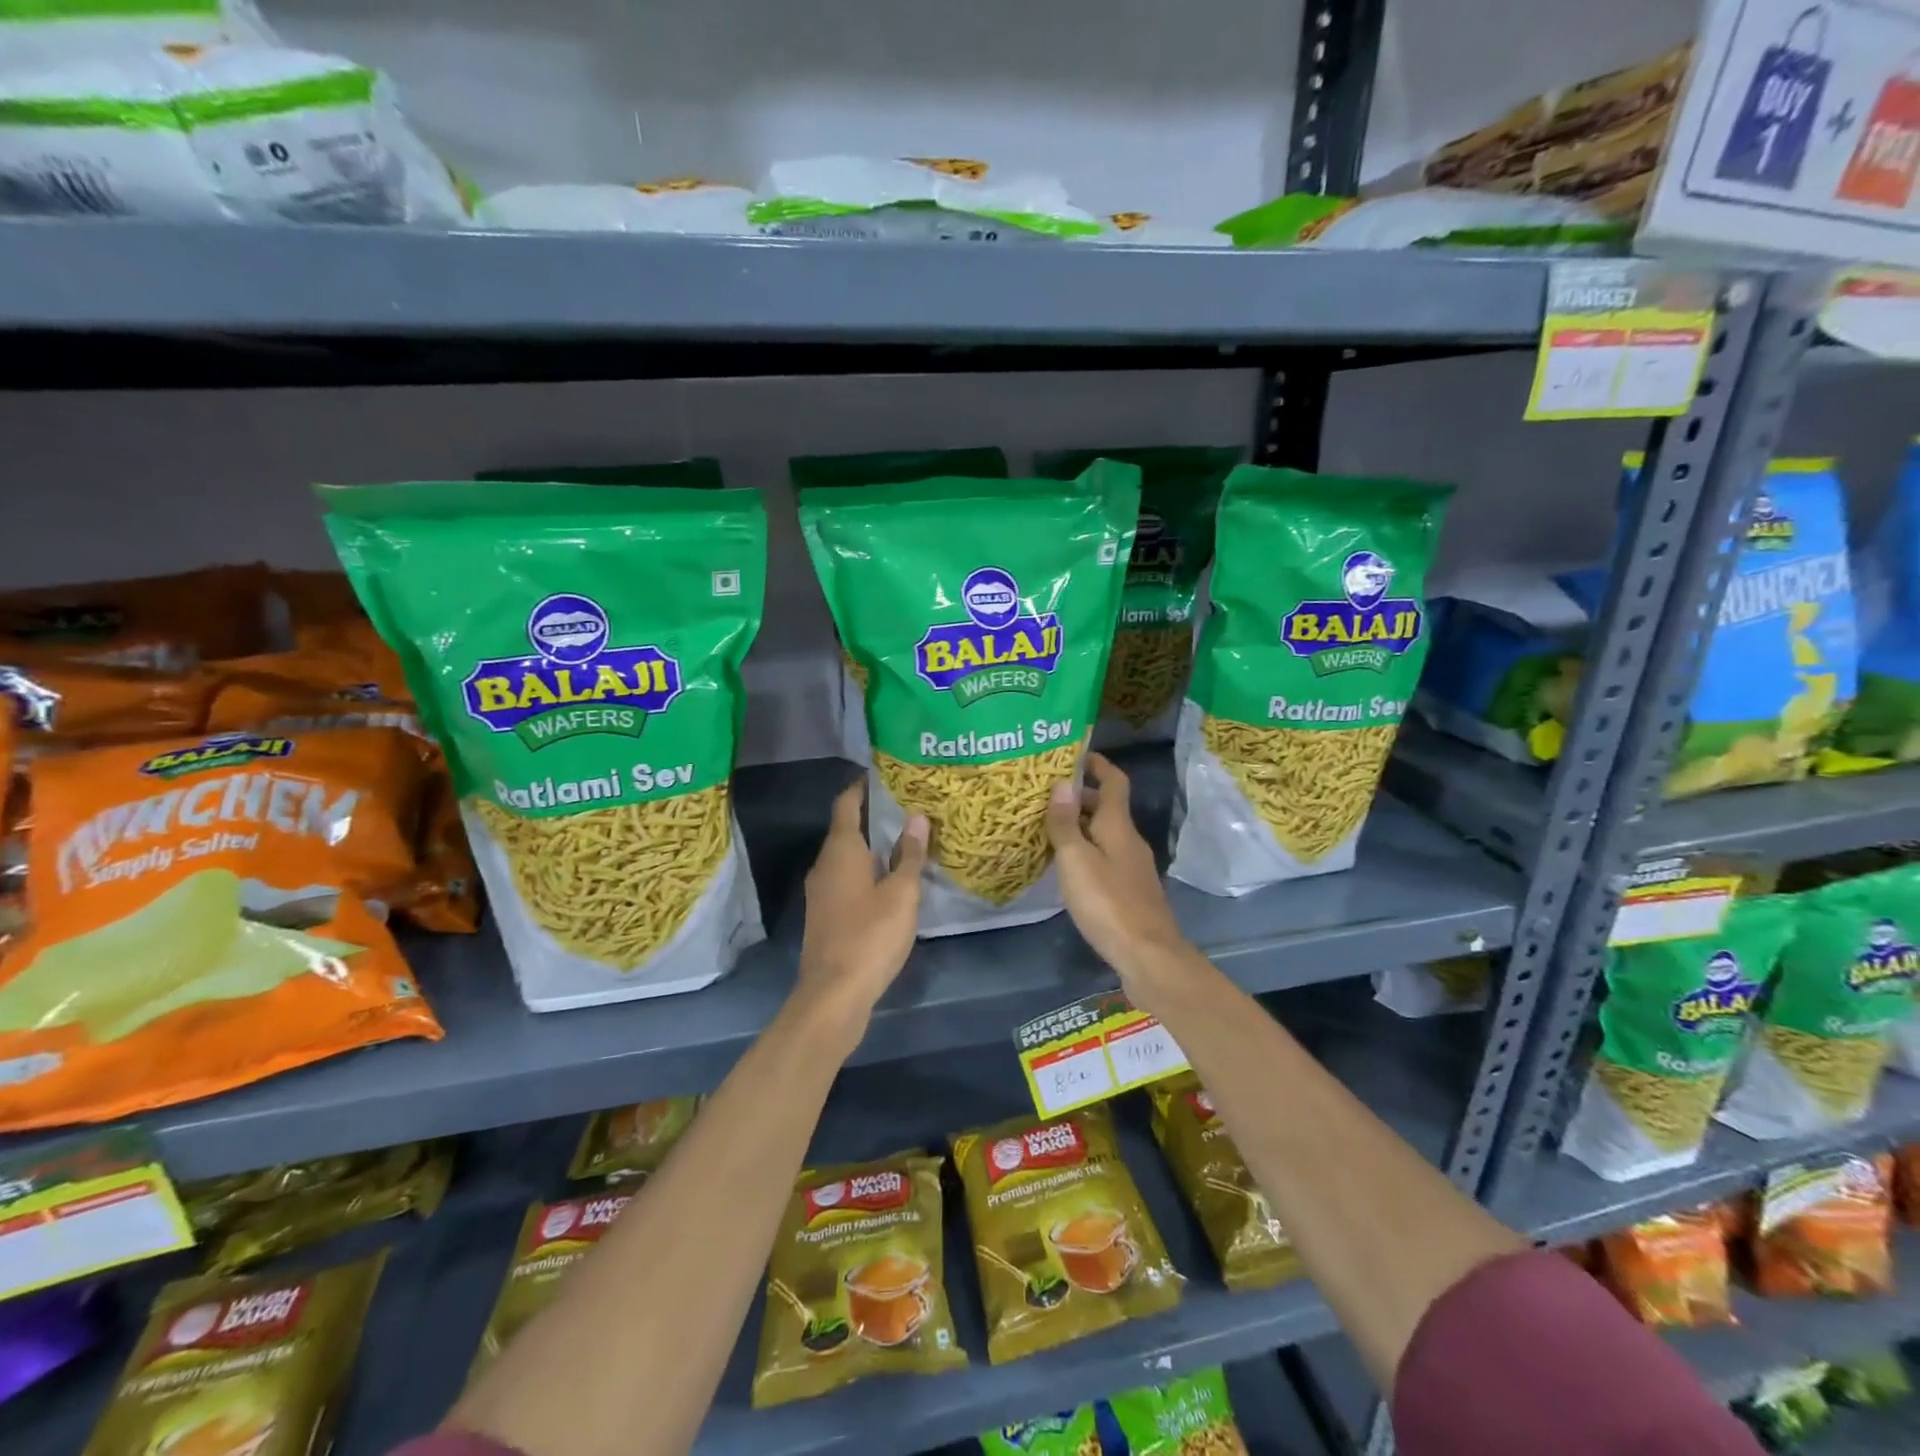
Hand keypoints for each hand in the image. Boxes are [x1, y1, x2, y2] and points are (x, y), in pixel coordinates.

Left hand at [792, 779, 927, 1053]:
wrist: (834, 994)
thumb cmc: (870, 935)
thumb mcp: (901, 894)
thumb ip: (909, 855)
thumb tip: (916, 817)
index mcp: (840, 850)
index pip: (847, 803)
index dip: (863, 786)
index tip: (887, 774)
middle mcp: (825, 864)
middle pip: (847, 828)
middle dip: (874, 815)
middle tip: (909, 805)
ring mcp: (821, 891)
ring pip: (847, 855)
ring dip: (872, 845)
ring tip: (907, 838)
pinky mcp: (826, 914)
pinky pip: (847, 877)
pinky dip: (867, 869)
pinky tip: (892, 878)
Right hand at [1045, 753, 1190, 993]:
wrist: (1148, 956)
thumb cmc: (1108, 903)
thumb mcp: (1076, 860)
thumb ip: (1065, 824)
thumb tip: (1062, 783)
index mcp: (1119, 826)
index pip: (1114, 782)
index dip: (1098, 764)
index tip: (1076, 753)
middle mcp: (1129, 841)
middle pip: (1108, 808)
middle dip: (1081, 797)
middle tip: (1046, 793)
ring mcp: (1132, 868)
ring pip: (1105, 835)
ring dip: (1081, 826)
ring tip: (1048, 826)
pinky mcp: (1130, 892)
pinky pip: (1105, 858)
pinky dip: (1086, 852)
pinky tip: (1066, 866)